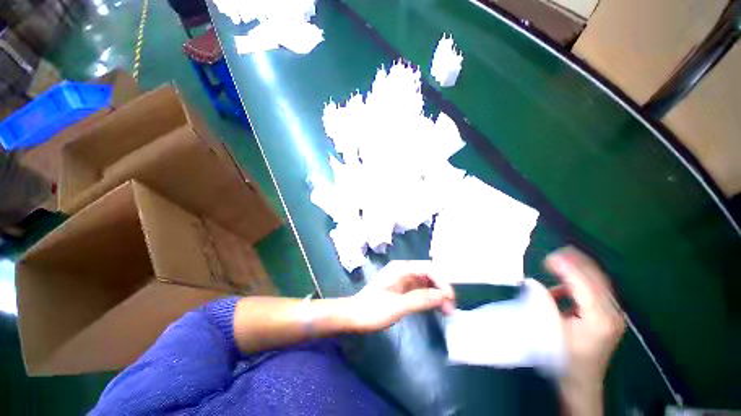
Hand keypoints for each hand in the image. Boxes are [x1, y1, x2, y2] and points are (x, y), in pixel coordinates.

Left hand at [341, 260, 455, 332]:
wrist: (354, 316)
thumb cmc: (373, 310)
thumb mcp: (397, 306)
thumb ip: (420, 299)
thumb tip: (442, 296)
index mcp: (401, 269)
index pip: (428, 268)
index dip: (441, 281)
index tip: (450, 298)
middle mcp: (403, 271)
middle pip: (428, 274)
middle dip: (441, 288)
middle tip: (451, 307)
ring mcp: (402, 280)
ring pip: (425, 283)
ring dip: (437, 294)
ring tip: (447, 311)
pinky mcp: (401, 289)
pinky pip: (420, 290)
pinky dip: (429, 298)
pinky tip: (436, 308)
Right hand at [545, 247, 625, 415]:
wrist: (581, 384)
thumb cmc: (565, 360)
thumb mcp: (551, 332)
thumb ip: (543, 304)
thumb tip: (533, 283)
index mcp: (600, 318)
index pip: (584, 285)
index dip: (567, 268)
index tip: (549, 257)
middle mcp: (612, 313)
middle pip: (597, 279)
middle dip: (577, 263)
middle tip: (555, 254)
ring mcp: (613, 315)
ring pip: (598, 283)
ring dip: (578, 270)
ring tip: (557, 263)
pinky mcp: (608, 316)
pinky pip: (595, 291)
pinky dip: (579, 283)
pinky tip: (563, 287)